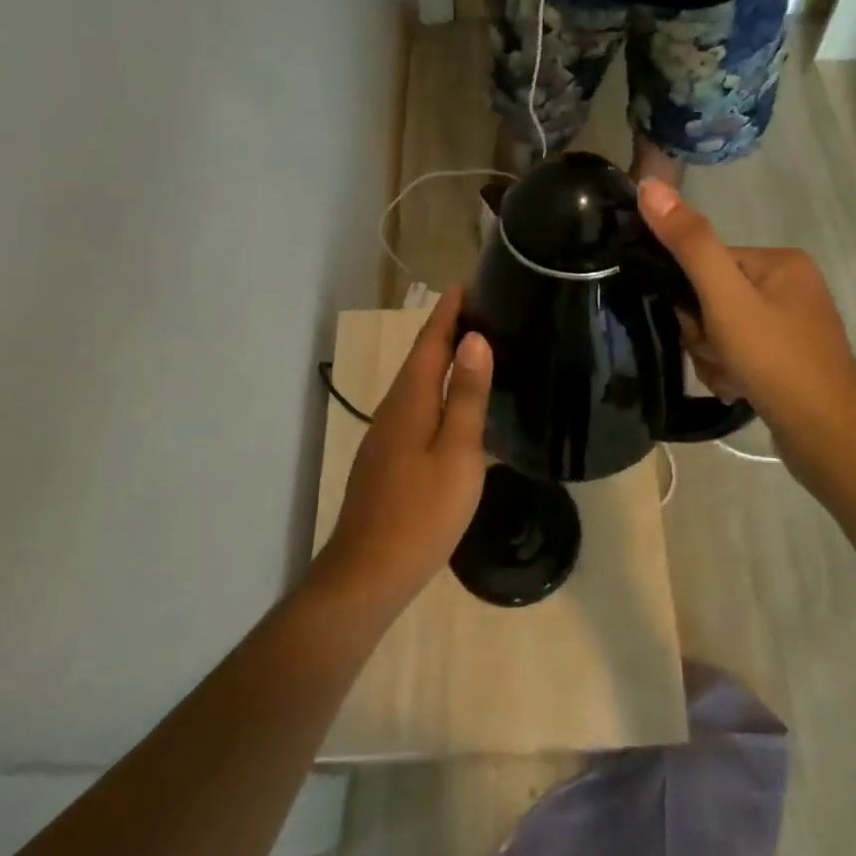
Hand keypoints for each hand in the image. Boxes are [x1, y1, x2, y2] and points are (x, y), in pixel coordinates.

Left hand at [317, 287, 491, 608]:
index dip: (449, 310)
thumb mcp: (456, 452)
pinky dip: (440, 393)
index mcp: (410, 399)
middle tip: (486, 311)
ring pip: (419, 384)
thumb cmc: (421, 512)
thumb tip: (474, 339)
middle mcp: (394, 408)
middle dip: (449, 329)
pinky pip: (419, 409)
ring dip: (445, 361)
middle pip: (422, 357)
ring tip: (479, 350)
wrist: (368, 574)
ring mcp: (388, 435)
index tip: (470, 282)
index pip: (430, 339)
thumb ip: (465, 395)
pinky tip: (460, 409)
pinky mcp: (390, 458)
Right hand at [637, 181, 855, 492]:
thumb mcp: (725, 299)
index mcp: (780, 261)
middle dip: (704, 332)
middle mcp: (790, 285)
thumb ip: (689, 243)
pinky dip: (731, 371)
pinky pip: (739, 352)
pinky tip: (740, 389)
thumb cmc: (776, 361)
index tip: (699, 327)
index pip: (708, 261)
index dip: (691, 296)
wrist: (828, 439)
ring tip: (731, 378)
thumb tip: (649, 185)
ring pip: (721, 328)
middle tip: (719, 356)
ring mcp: (792, 323)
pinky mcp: (789, 357)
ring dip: (713, 356)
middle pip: (712, 297)